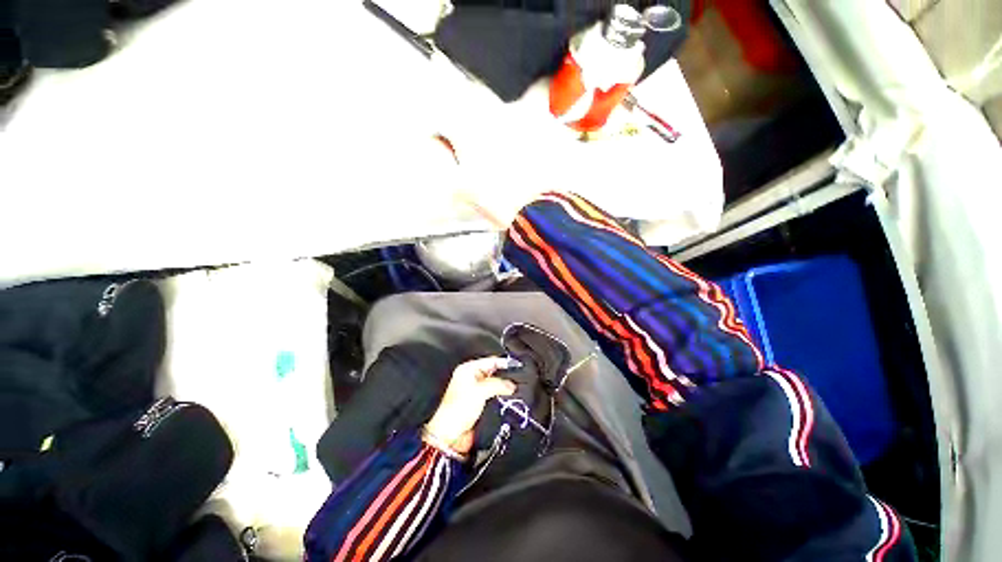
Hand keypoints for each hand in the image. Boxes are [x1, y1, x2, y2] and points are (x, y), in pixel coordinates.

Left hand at [424, 357, 517, 454]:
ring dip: (503, 388)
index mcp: (468, 369)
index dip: (503, 362)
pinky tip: (507, 399)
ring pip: (494, 384)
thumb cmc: (456, 410)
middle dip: (504, 376)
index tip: (516, 365)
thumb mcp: (480, 391)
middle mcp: (471, 378)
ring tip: (514, 390)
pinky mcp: (478, 402)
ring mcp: (475, 390)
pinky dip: (500, 397)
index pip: (490, 360)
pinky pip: (493, 395)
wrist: (451, 435)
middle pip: (493, 372)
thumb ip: (497, 384)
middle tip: (517, 379)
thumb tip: (511, 384)